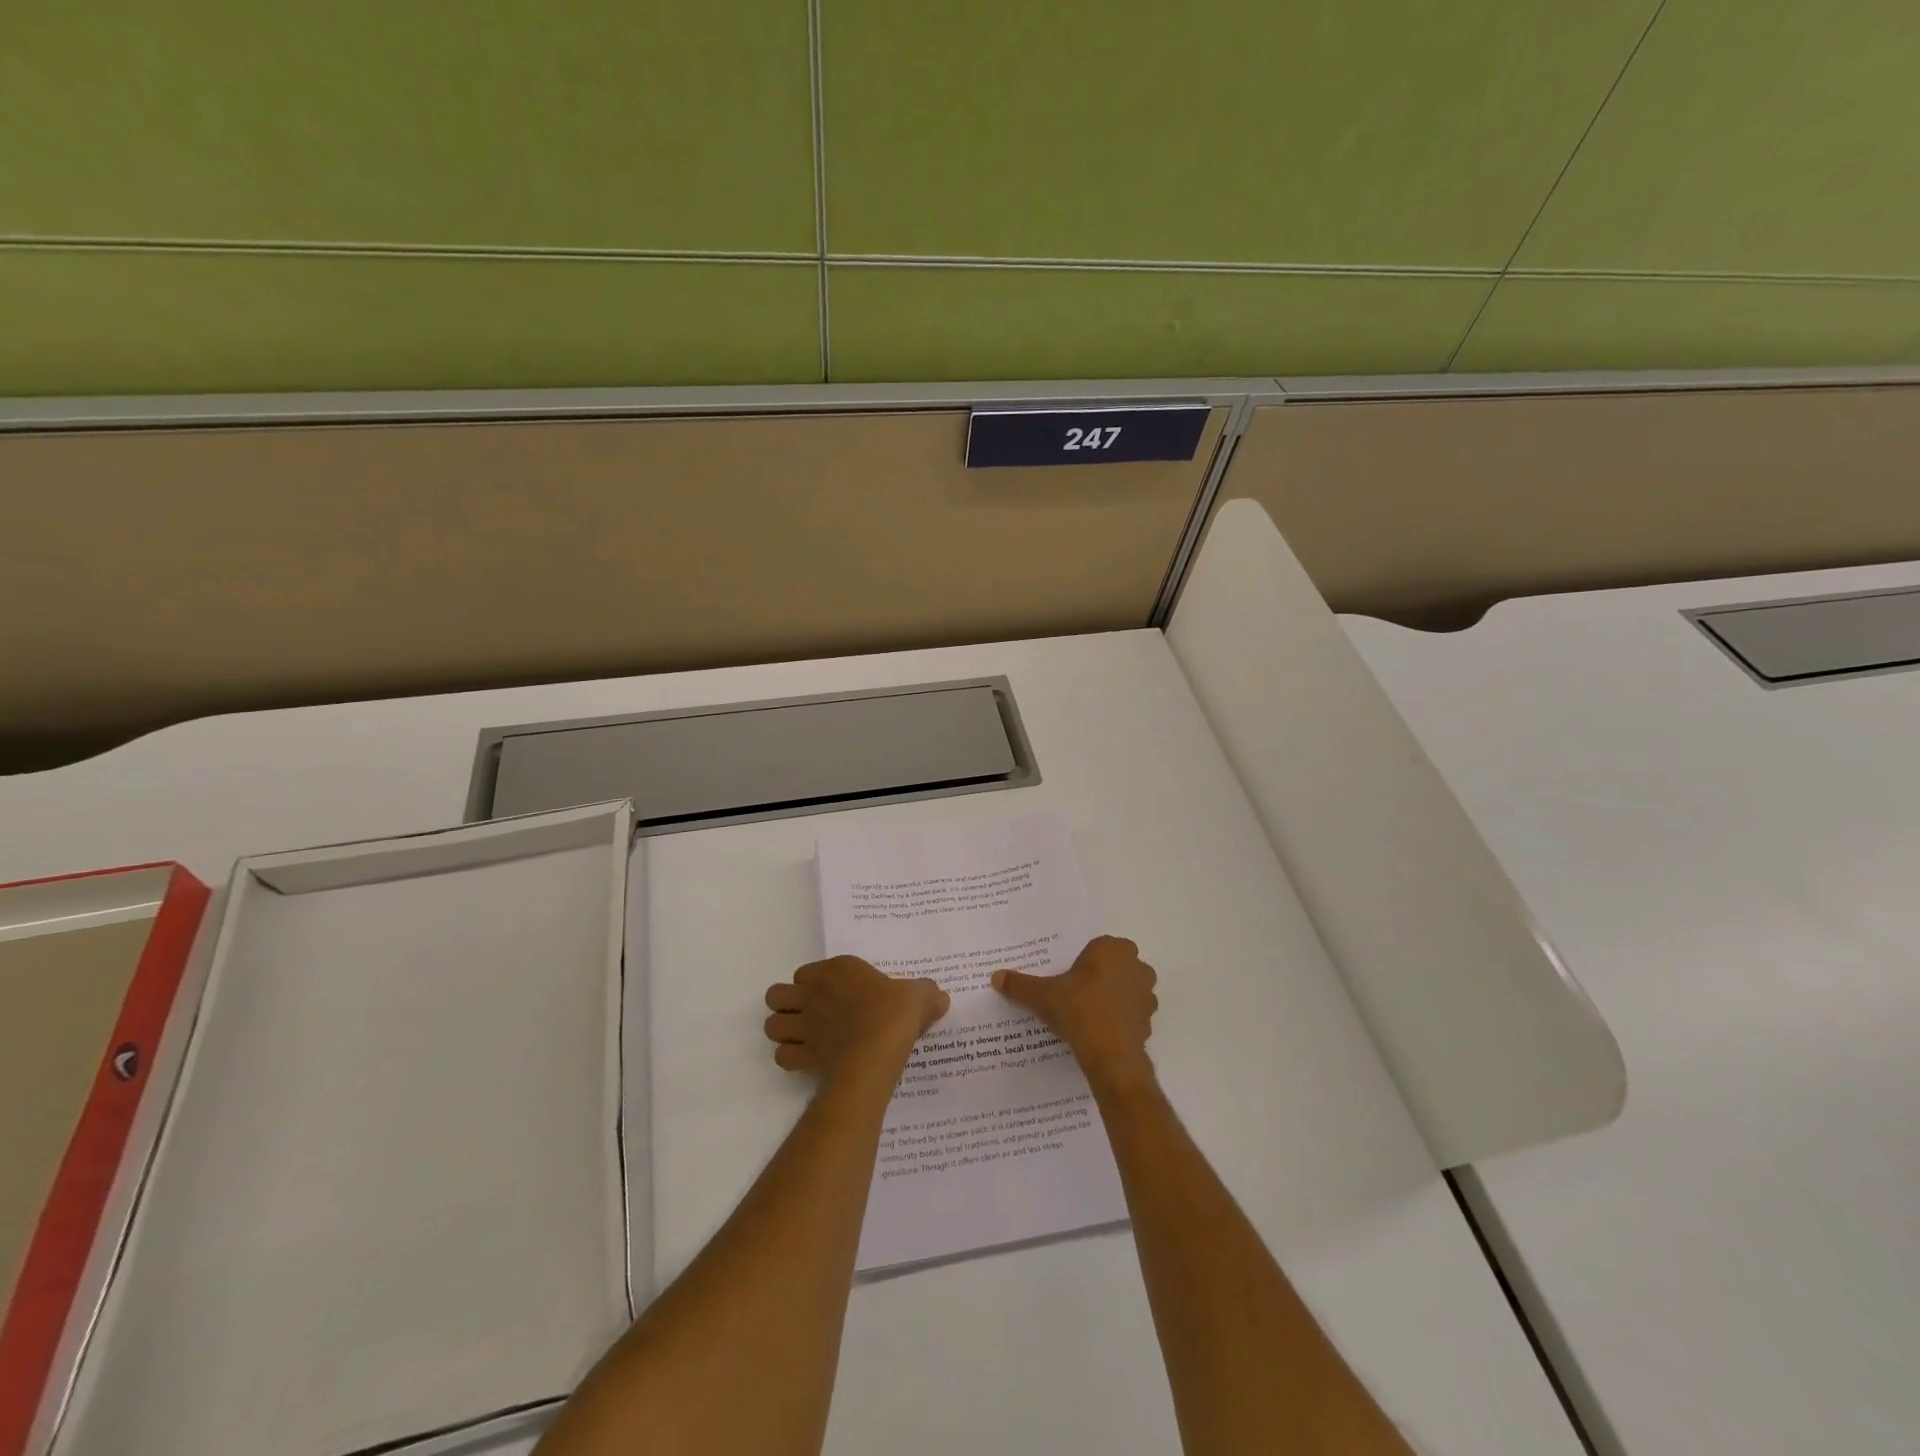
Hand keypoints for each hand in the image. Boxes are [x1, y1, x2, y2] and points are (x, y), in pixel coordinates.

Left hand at [764, 956, 948, 1086]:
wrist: (877, 1052)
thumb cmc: (895, 1014)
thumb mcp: (920, 995)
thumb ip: (926, 993)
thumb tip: (940, 997)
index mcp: (837, 971)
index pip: (806, 972)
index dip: (813, 983)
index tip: (832, 994)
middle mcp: (813, 994)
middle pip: (776, 995)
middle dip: (786, 1004)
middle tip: (808, 1014)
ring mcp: (804, 1026)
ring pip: (772, 1025)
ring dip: (783, 1031)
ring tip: (802, 1037)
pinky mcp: (803, 1057)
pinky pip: (782, 1056)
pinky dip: (790, 1058)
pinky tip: (807, 1060)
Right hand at [992, 935, 1157, 1090]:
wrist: (1110, 1053)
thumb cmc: (1078, 1010)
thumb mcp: (1042, 995)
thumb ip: (1020, 984)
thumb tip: (996, 977)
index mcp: (1111, 949)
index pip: (1098, 946)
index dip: (1084, 961)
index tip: (1070, 977)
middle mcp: (1135, 965)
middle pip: (1116, 965)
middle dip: (1102, 976)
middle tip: (1079, 992)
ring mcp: (1146, 993)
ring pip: (1129, 988)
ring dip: (1115, 997)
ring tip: (1090, 1014)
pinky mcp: (1149, 1019)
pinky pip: (1133, 1013)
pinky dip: (1121, 1019)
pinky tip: (1102, 1032)